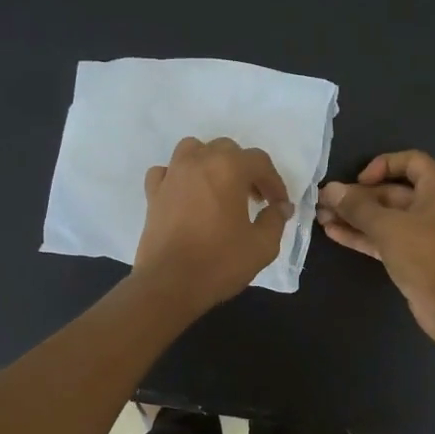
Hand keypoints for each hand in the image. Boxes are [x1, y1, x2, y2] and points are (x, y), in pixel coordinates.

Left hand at [135, 136, 290, 313]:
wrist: (170, 284)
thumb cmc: (220, 262)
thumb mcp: (262, 246)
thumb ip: (275, 220)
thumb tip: (281, 207)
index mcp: (229, 168)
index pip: (260, 162)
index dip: (274, 183)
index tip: (279, 205)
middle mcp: (199, 161)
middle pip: (227, 150)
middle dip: (245, 170)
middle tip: (253, 198)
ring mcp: (172, 174)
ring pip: (194, 150)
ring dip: (211, 162)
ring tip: (219, 188)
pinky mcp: (153, 193)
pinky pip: (167, 171)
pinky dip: (179, 177)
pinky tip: (186, 194)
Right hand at [317, 150, 434, 343]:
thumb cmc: (425, 254)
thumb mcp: (388, 226)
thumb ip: (357, 207)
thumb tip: (329, 189)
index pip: (411, 161)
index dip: (383, 165)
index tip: (359, 181)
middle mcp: (434, 206)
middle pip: (392, 191)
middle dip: (358, 197)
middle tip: (324, 201)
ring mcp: (423, 234)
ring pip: (385, 218)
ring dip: (355, 217)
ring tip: (321, 217)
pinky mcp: (412, 257)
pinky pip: (384, 238)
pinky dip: (362, 235)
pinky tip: (333, 233)